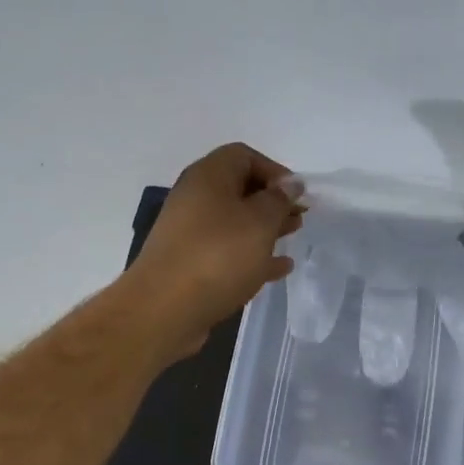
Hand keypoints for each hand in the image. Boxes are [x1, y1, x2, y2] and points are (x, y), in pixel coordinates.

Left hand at [125, 143, 300, 359]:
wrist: (164, 309)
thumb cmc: (218, 255)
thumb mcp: (259, 222)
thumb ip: (279, 199)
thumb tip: (290, 183)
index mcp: (208, 177)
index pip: (243, 155)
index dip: (274, 170)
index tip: (296, 194)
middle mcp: (195, 198)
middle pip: (239, 188)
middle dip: (272, 200)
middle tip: (299, 216)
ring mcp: (190, 232)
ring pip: (234, 221)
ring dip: (265, 227)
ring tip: (293, 236)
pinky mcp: (190, 263)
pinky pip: (227, 250)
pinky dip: (252, 254)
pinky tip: (278, 268)